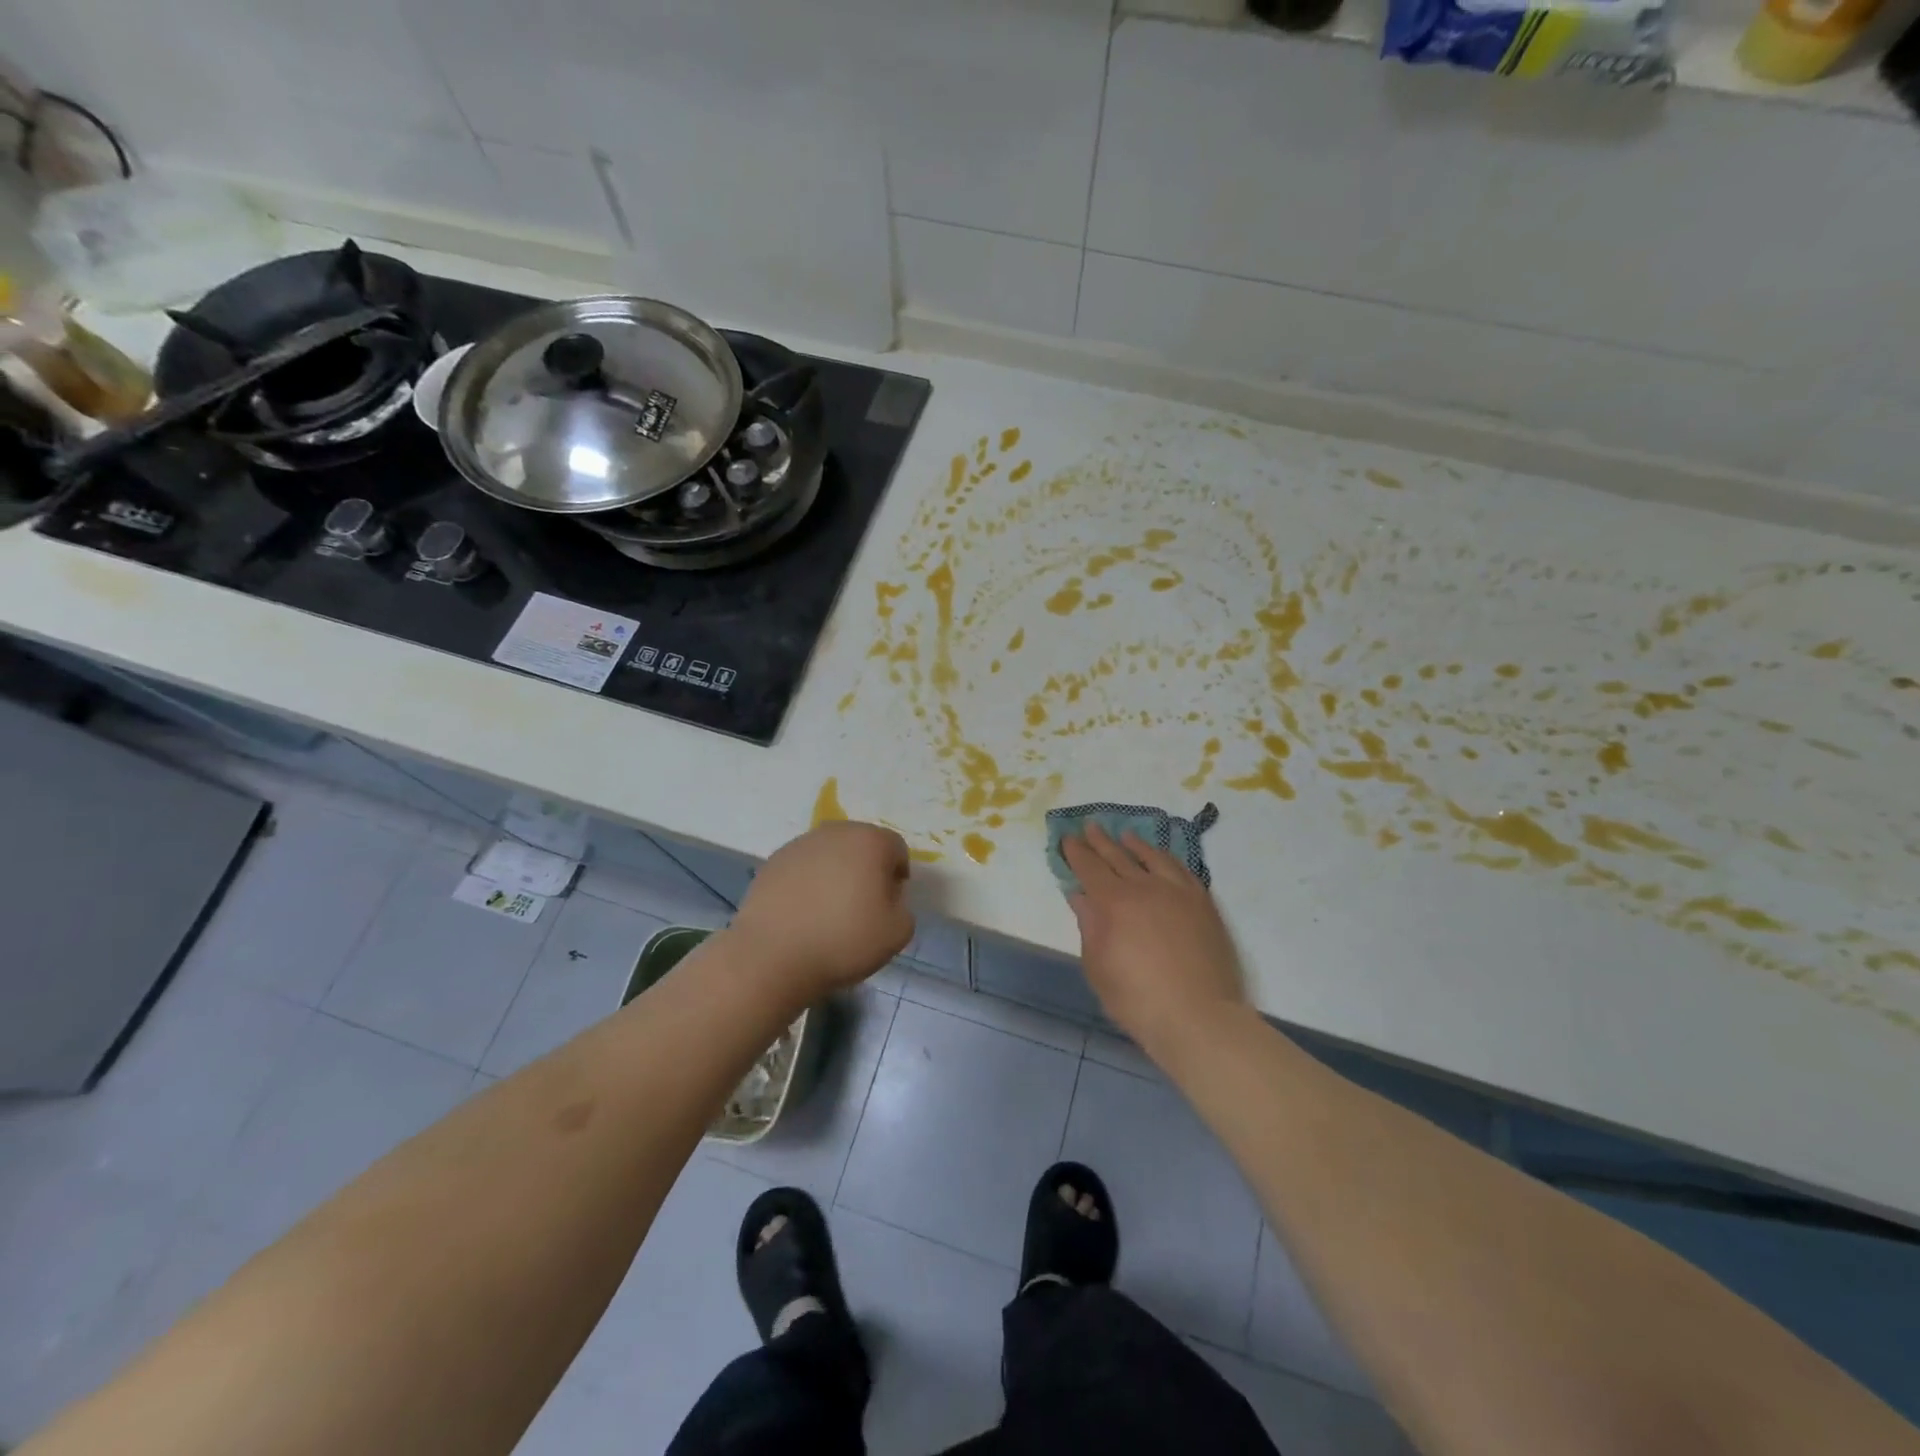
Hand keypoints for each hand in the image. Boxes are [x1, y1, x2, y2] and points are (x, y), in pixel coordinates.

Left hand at [727, 821, 914, 1002]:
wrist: (773, 955)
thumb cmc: (843, 941)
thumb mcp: (898, 933)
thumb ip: (903, 908)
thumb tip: (887, 898)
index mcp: (870, 841)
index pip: (896, 848)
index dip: (897, 876)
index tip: (888, 904)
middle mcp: (835, 832)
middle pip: (861, 845)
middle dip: (866, 869)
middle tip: (861, 905)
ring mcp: (800, 844)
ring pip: (830, 853)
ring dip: (835, 873)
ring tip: (828, 910)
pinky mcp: (772, 861)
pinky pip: (802, 867)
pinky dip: (807, 882)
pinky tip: (802, 913)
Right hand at [1063, 823, 1246, 1056]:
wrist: (1198, 1016)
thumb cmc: (1138, 999)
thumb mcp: (1098, 967)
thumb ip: (1089, 927)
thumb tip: (1081, 896)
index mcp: (1113, 902)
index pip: (1089, 868)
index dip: (1077, 853)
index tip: (1068, 838)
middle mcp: (1145, 887)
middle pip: (1118, 857)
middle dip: (1101, 841)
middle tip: (1091, 826)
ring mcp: (1178, 892)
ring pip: (1153, 858)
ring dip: (1136, 845)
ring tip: (1126, 836)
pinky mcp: (1203, 904)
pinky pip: (1183, 870)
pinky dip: (1168, 860)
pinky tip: (1163, 859)